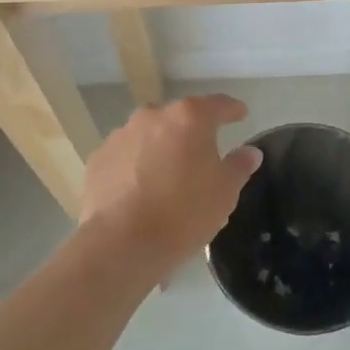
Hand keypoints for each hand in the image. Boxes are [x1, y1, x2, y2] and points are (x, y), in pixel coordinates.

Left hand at [80, 95, 262, 275]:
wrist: (121, 244)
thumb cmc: (183, 213)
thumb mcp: (224, 193)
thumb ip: (239, 166)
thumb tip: (250, 152)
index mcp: (189, 118)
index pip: (218, 104)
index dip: (232, 110)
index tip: (240, 115)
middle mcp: (153, 116)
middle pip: (180, 118)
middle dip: (192, 132)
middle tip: (201, 156)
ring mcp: (121, 135)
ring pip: (149, 135)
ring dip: (161, 147)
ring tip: (167, 176)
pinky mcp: (98, 158)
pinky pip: (125, 155)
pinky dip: (135, 165)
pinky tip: (139, 190)